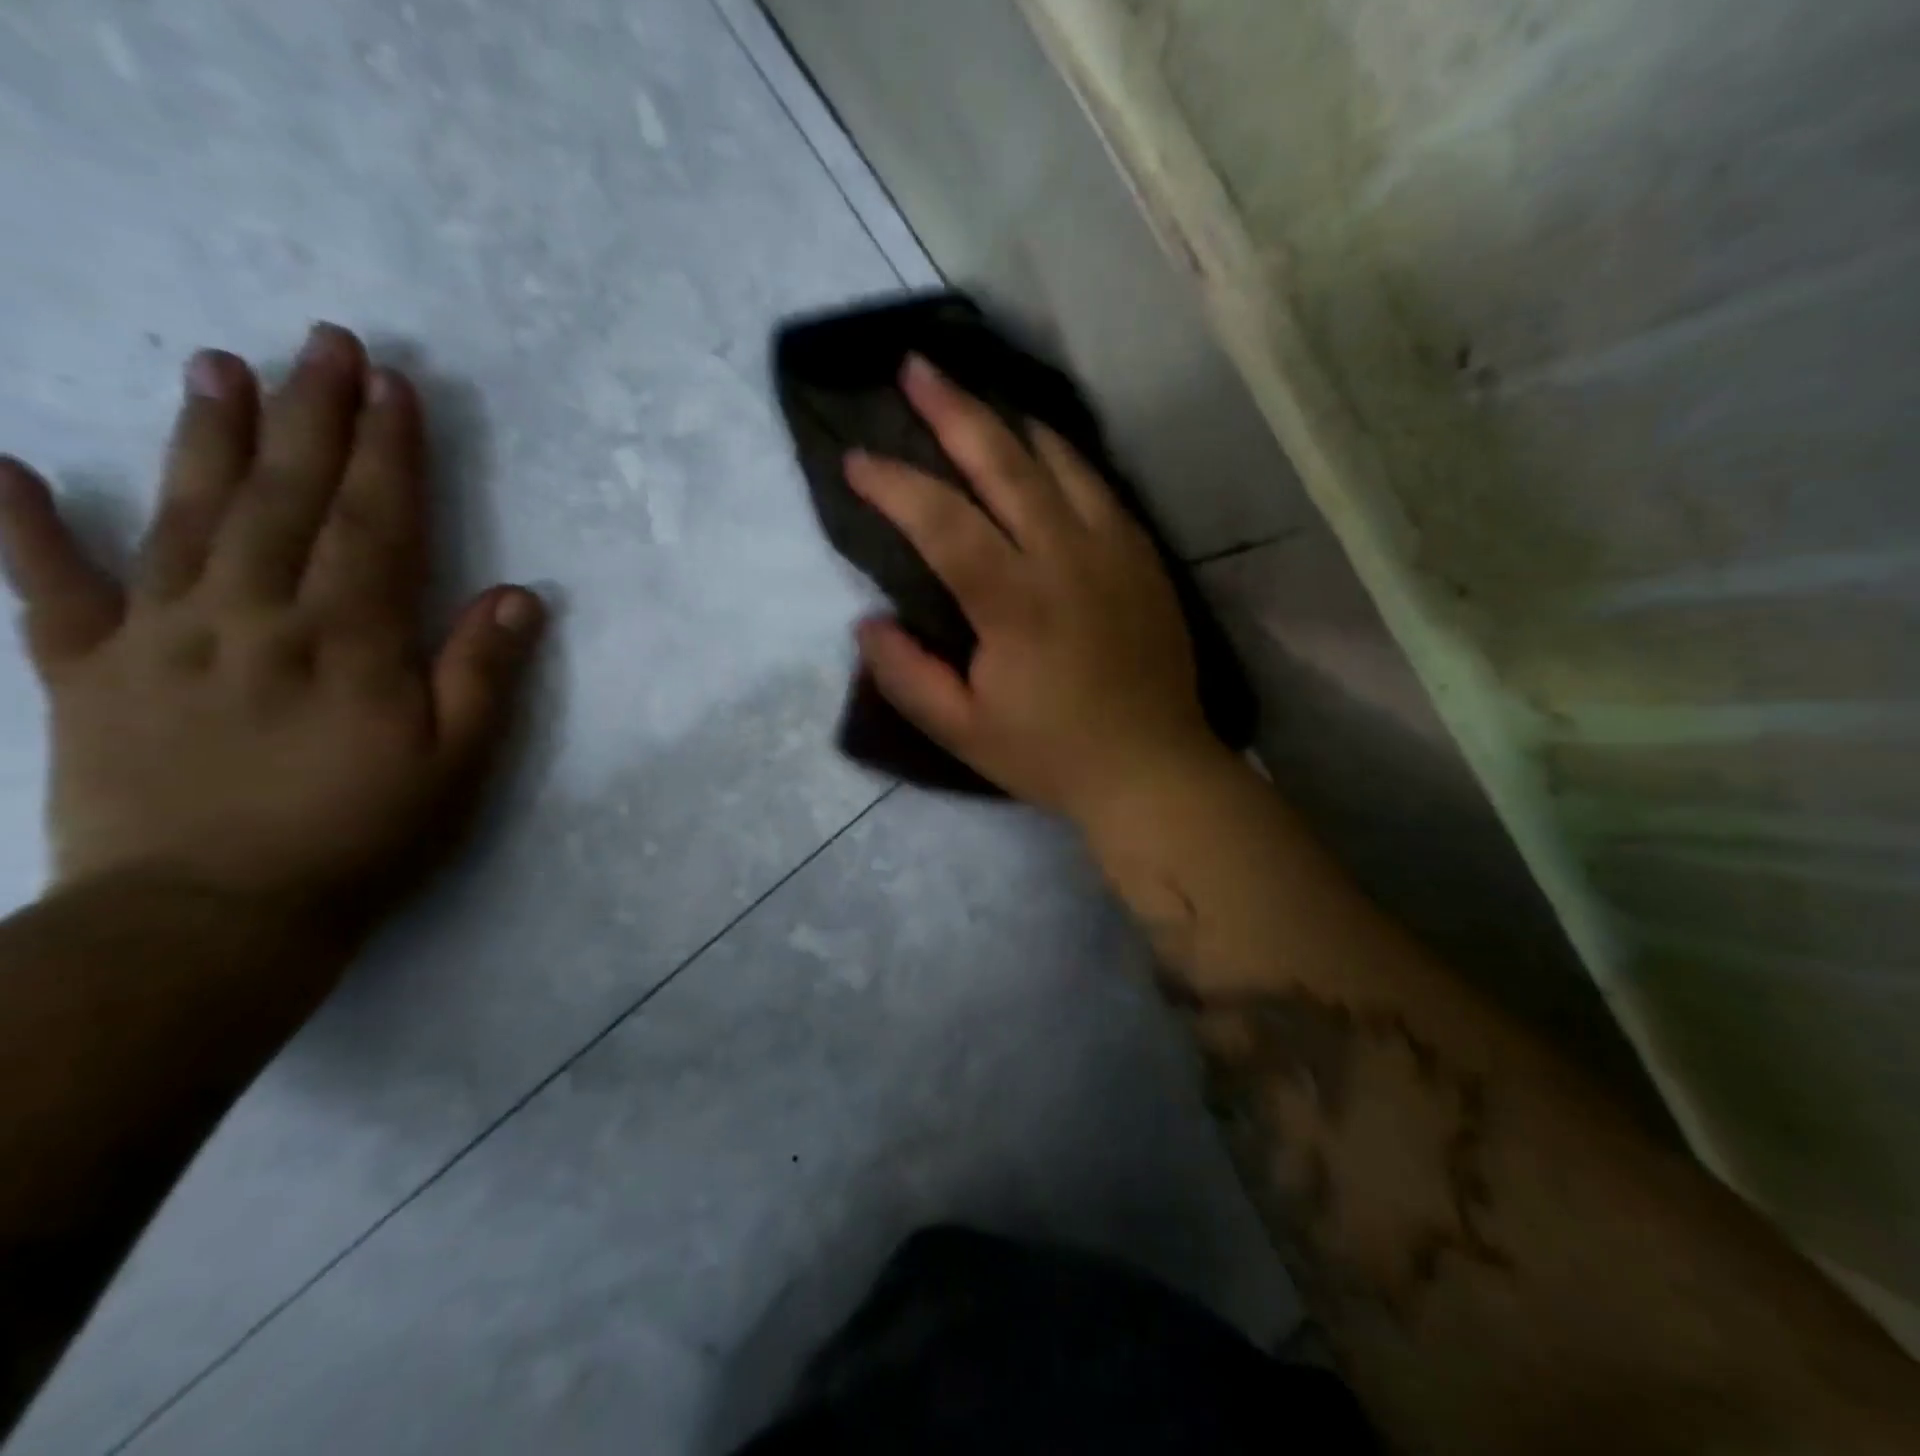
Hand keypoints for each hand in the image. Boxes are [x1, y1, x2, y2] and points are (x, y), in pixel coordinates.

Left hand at [0, 324, 544, 935]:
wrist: (213, 921)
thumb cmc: (361, 838)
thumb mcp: (458, 765)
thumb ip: (484, 674)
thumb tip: (520, 595)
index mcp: (348, 641)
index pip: (374, 524)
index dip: (390, 453)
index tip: (393, 386)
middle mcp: (252, 618)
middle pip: (286, 499)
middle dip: (312, 417)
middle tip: (321, 341)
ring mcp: (159, 640)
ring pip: (184, 518)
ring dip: (206, 437)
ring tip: (218, 366)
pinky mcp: (87, 676)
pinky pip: (50, 592)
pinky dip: (22, 528)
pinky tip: (8, 468)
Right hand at [849, 355, 1222, 822]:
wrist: (1152, 767)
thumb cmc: (1051, 755)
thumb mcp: (964, 732)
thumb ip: (907, 676)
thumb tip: (867, 623)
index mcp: (1014, 603)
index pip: (942, 522)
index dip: (894, 485)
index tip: (855, 461)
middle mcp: (1064, 557)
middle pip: (1004, 463)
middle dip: (953, 410)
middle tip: (915, 368)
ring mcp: (1112, 550)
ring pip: (1058, 460)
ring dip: (1009, 420)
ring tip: (975, 395)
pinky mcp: (1142, 556)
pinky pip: (1099, 485)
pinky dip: (1062, 455)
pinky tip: (1043, 447)